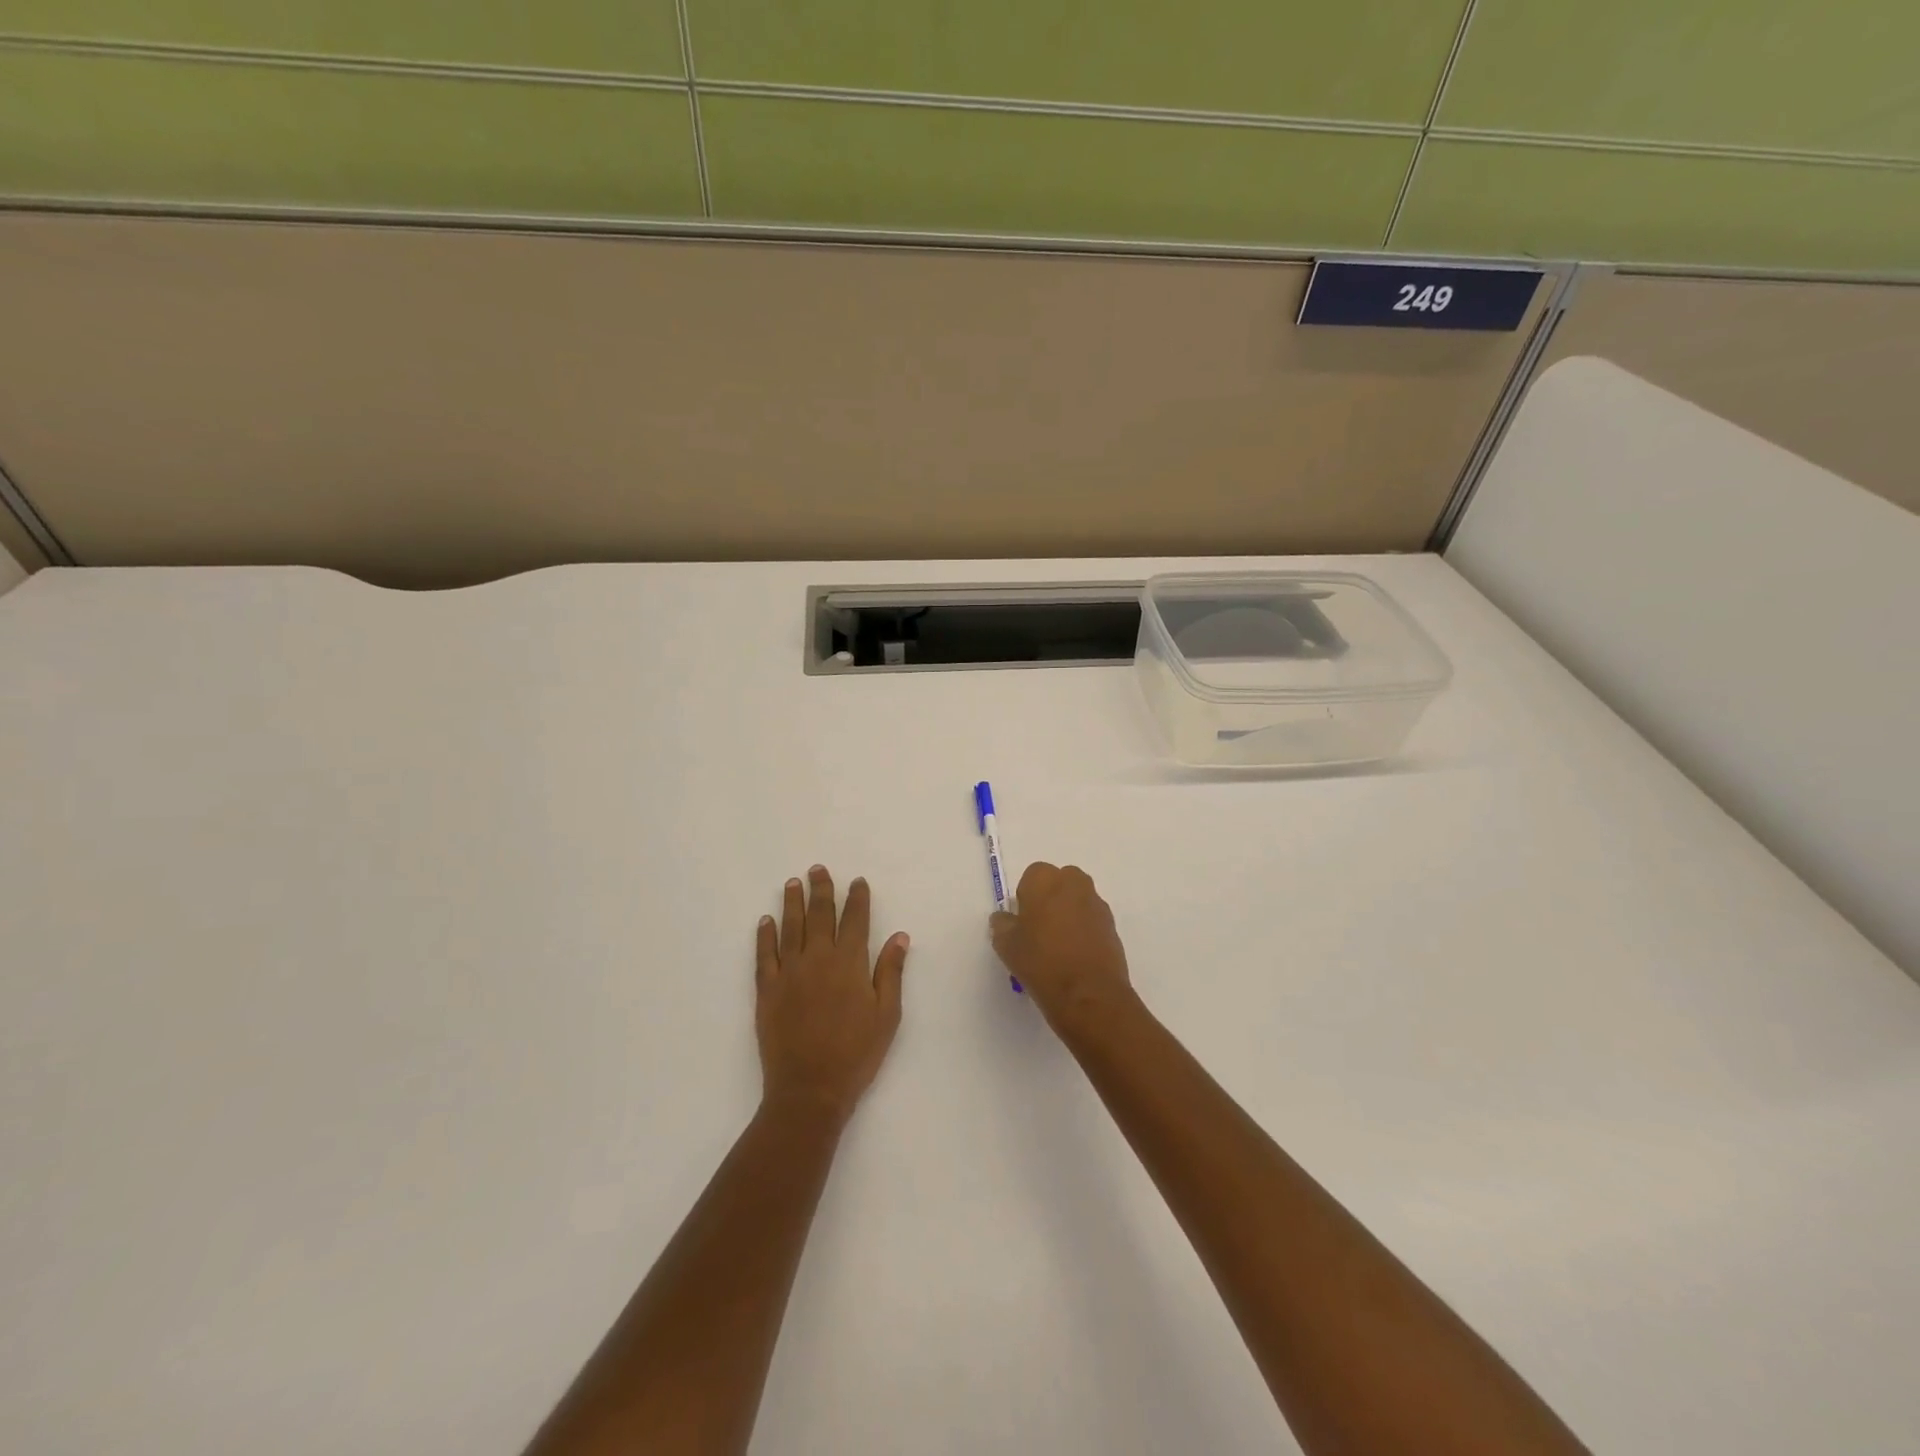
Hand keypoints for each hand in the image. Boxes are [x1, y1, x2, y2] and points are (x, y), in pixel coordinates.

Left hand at [756, 866, 908, 1125]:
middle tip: (817, 869)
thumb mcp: (887, 1014)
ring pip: (790, 927)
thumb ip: (891, 971)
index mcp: (850, 963)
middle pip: (820, 915)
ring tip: (792, 883)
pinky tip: (765, 921)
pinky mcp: (767, 990)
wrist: (809, 1088)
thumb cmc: (856, 1053)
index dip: (857, 898)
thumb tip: (899, 935)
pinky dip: (764, 935)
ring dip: (792, 903)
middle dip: (821, 889)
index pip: (855, 920)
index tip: (857, 881)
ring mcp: (789, 972)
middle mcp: (818, 958)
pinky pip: (764, 954)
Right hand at [990, 863, 1136, 1035]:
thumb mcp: (1006, 946)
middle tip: (1040, 929)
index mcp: (1044, 880)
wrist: (1088, 993)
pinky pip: (1092, 919)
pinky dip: (1084, 929)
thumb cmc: (1041, 962)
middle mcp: (1074, 883)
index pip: (1032, 876)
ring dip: (1069, 913)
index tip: (1023, 921)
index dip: (1026, 897)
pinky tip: (1076, 955)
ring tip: (1059, 946)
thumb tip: (1004, 918)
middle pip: (1059, 882)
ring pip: (1077, 900)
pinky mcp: (1112, 925)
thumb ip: (1002, 925)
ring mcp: (1096, 903)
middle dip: (1050, 899)